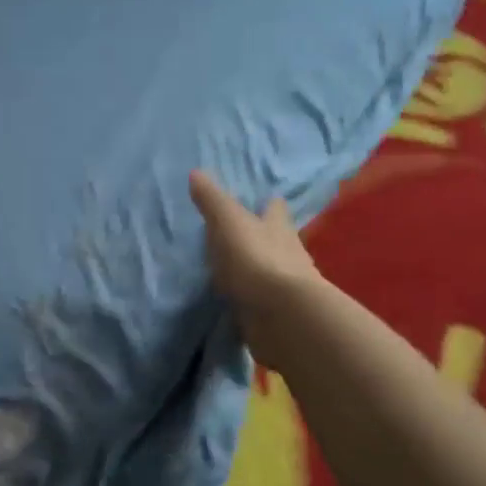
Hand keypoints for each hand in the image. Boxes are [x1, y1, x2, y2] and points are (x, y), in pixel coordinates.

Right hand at [189, 170, 319, 361]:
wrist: (280, 313)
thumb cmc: (256, 259)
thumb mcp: (228, 223)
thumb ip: (212, 200)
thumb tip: (196, 172)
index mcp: (278, 227)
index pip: (275, 208)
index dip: (268, 203)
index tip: (261, 200)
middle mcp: (288, 252)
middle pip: (277, 239)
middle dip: (263, 237)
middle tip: (240, 235)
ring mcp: (285, 285)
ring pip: (271, 270)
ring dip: (257, 269)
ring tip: (234, 271)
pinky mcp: (278, 312)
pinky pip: (262, 300)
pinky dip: (253, 299)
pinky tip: (238, 301)